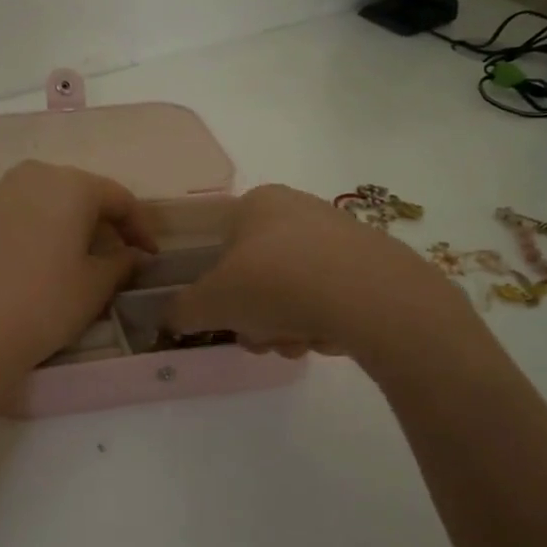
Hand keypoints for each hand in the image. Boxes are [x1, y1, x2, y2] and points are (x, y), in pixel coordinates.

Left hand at [0, 161, 155, 386]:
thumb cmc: (45, 303)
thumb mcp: (96, 286)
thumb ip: (122, 262)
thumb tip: (134, 255)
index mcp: (71, 185)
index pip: (118, 198)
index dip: (139, 227)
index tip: (150, 255)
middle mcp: (32, 176)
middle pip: (78, 192)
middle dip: (101, 220)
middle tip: (117, 252)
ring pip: (42, 200)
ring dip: (64, 221)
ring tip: (75, 254)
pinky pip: (12, 214)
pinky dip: (31, 228)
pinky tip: (34, 257)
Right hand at [167, 185, 456, 359]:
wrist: (369, 295)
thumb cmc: (274, 283)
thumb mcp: (211, 302)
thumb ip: (184, 310)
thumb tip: (172, 318)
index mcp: (256, 203)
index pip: (223, 248)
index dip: (220, 290)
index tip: (229, 319)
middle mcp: (298, 208)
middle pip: (260, 275)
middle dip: (257, 317)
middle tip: (263, 339)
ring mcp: (340, 233)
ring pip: (296, 290)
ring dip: (288, 325)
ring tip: (299, 343)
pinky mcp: (374, 261)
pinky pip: (334, 296)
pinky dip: (325, 320)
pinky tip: (331, 337)